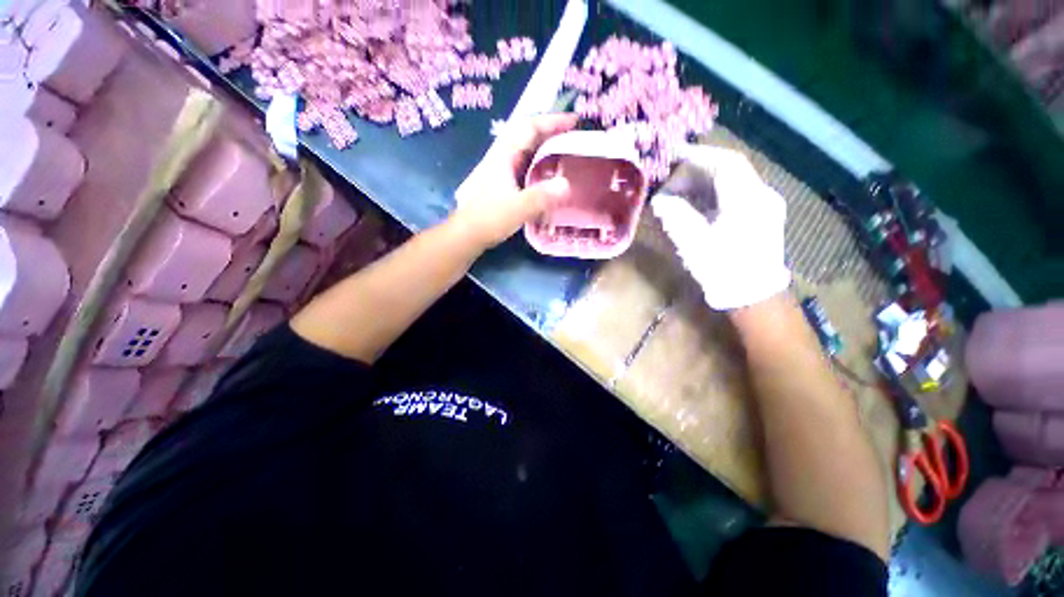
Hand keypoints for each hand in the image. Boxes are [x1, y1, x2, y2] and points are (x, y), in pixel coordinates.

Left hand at [451, 114, 577, 248]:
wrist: (467, 234)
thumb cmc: (489, 218)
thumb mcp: (518, 207)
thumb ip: (542, 196)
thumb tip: (566, 185)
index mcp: (505, 155)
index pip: (530, 127)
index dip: (553, 121)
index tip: (575, 121)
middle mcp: (503, 158)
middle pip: (529, 137)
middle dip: (553, 134)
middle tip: (575, 139)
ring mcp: (502, 171)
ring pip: (528, 153)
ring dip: (547, 152)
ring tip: (567, 157)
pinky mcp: (504, 185)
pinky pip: (526, 169)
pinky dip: (541, 169)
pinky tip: (550, 179)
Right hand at [652, 146, 790, 309]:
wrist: (753, 296)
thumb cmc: (723, 270)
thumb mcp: (694, 244)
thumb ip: (676, 217)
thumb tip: (660, 201)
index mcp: (747, 200)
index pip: (725, 163)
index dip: (699, 156)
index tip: (675, 155)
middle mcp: (762, 196)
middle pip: (730, 170)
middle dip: (698, 172)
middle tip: (672, 183)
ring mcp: (766, 205)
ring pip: (734, 181)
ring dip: (705, 183)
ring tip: (680, 194)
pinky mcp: (763, 215)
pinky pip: (737, 194)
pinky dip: (715, 194)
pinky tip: (698, 205)